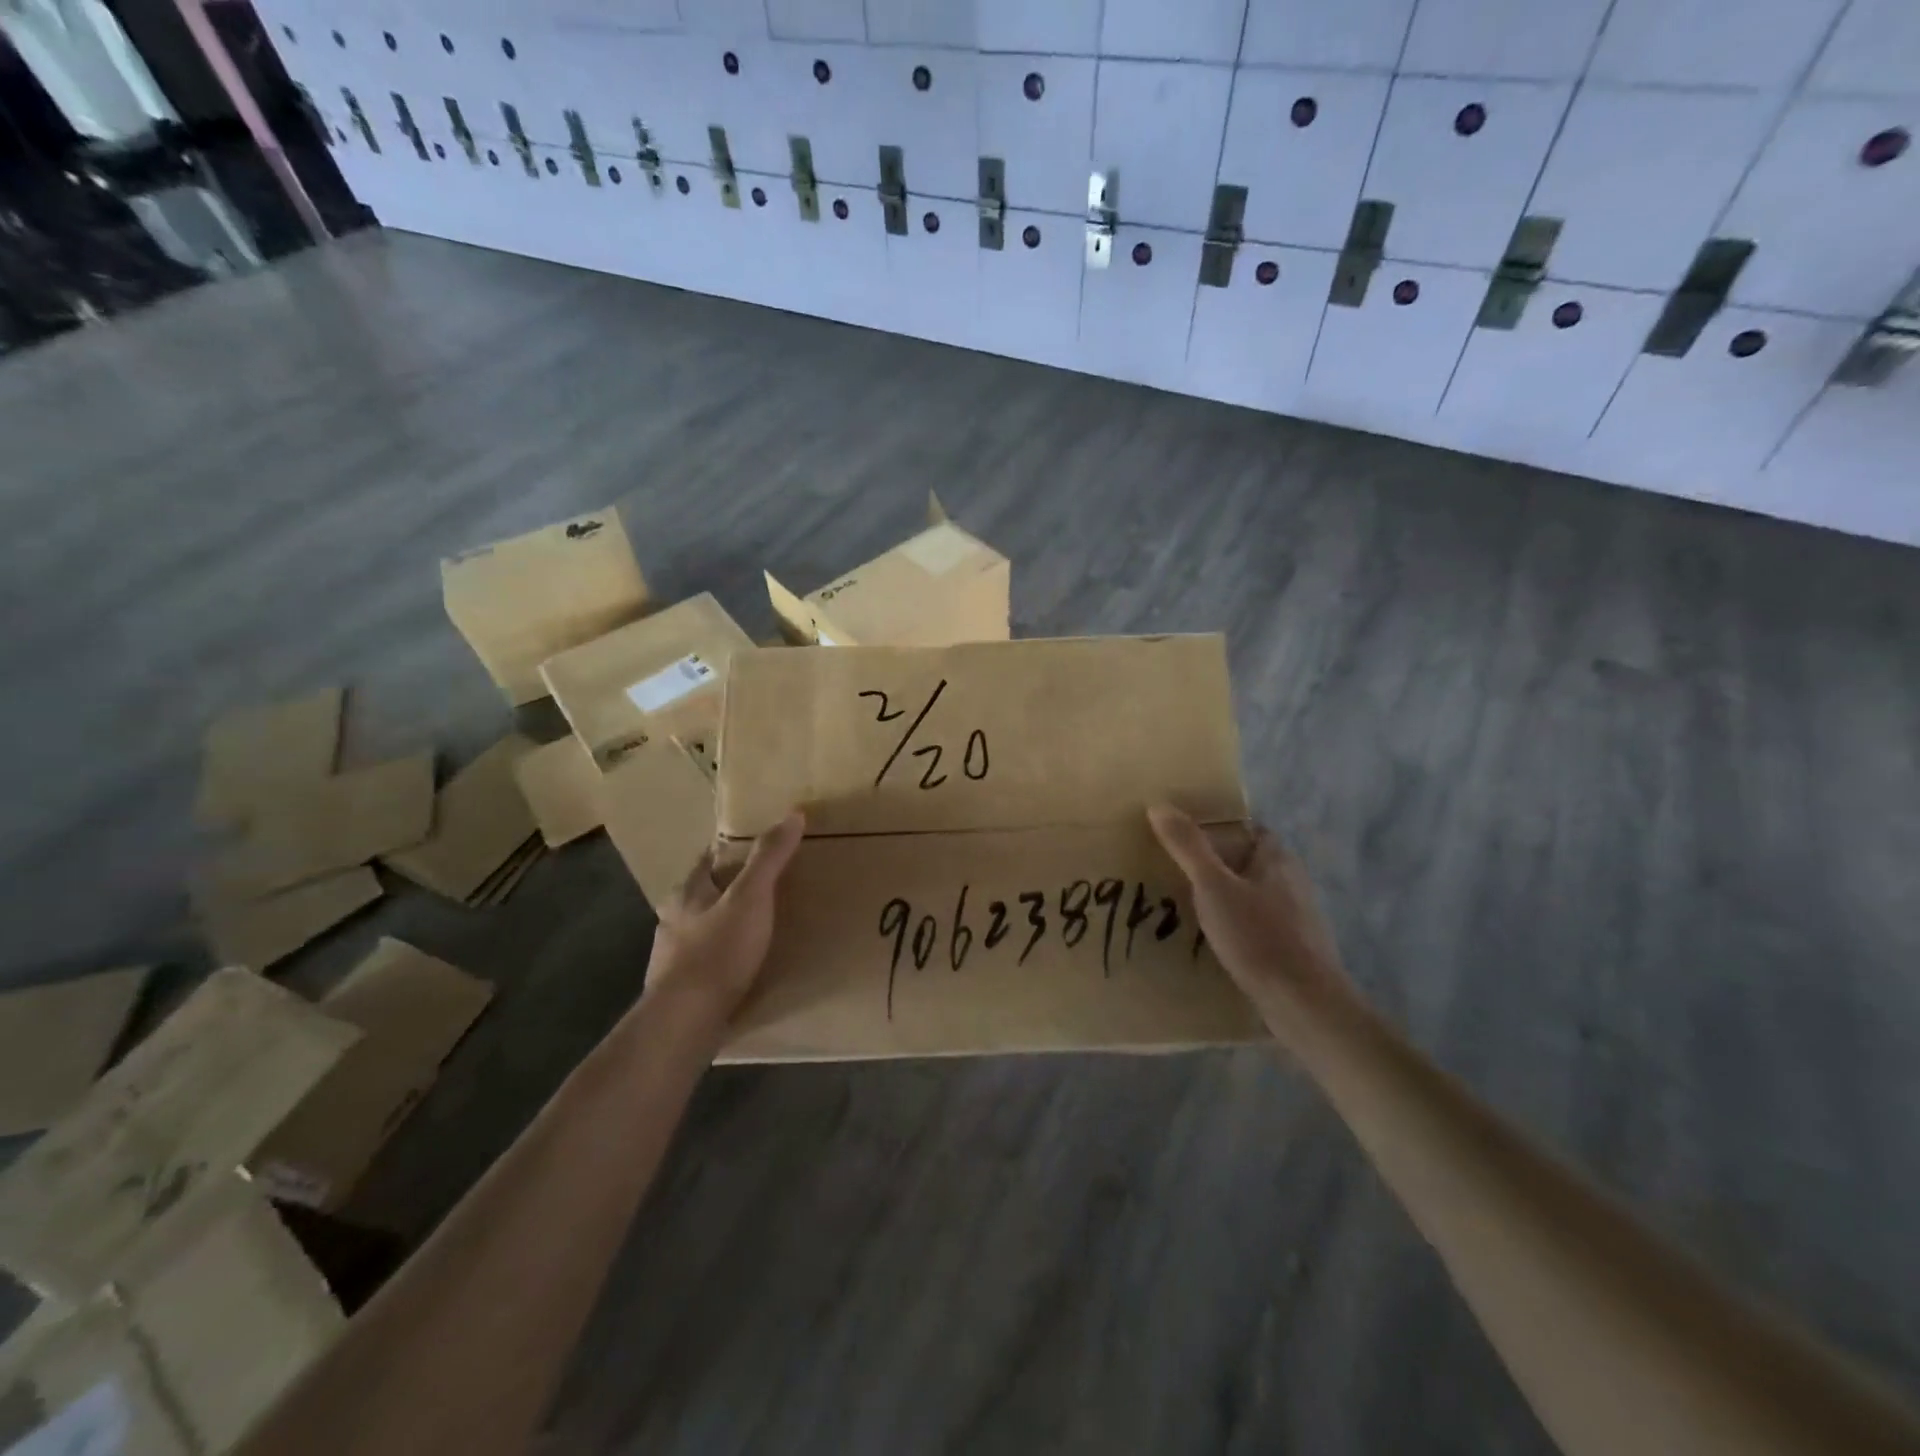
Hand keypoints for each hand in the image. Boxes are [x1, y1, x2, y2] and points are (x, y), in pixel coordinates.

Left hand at [645, 812, 804, 1020]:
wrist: (684, 1022)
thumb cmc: (717, 952)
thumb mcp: (751, 897)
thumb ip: (769, 857)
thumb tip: (792, 814)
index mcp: (686, 893)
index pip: (707, 860)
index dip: (730, 851)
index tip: (755, 848)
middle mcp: (672, 921)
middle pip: (703, 895)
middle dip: (728, 891)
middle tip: (764, 889)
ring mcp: (672, 959)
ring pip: (702, 931)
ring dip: (724, 927)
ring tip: (758, 930)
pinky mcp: (680, 991)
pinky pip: (706, 965)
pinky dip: (724, 961)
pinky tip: (742, 970)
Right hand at [1148, 805, 1352, 1038]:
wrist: (1304, 1004)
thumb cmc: (1258, 936)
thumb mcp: (1213, 886)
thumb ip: (1187, 846)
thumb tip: (1158, 805)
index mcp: (1277, 859)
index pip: (1247, 829)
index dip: (1218, 828)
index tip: (1183, 835)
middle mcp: (1291, 882)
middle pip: (1247, 862)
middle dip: (1215, 865)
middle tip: (1174, 870)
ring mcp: (1295, 918)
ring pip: (1251, 896)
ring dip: (1223, 898)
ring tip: (1183, 906)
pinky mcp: (1292, 949)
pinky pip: (1255, 926)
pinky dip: (1233, 927)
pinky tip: (1210, 941)